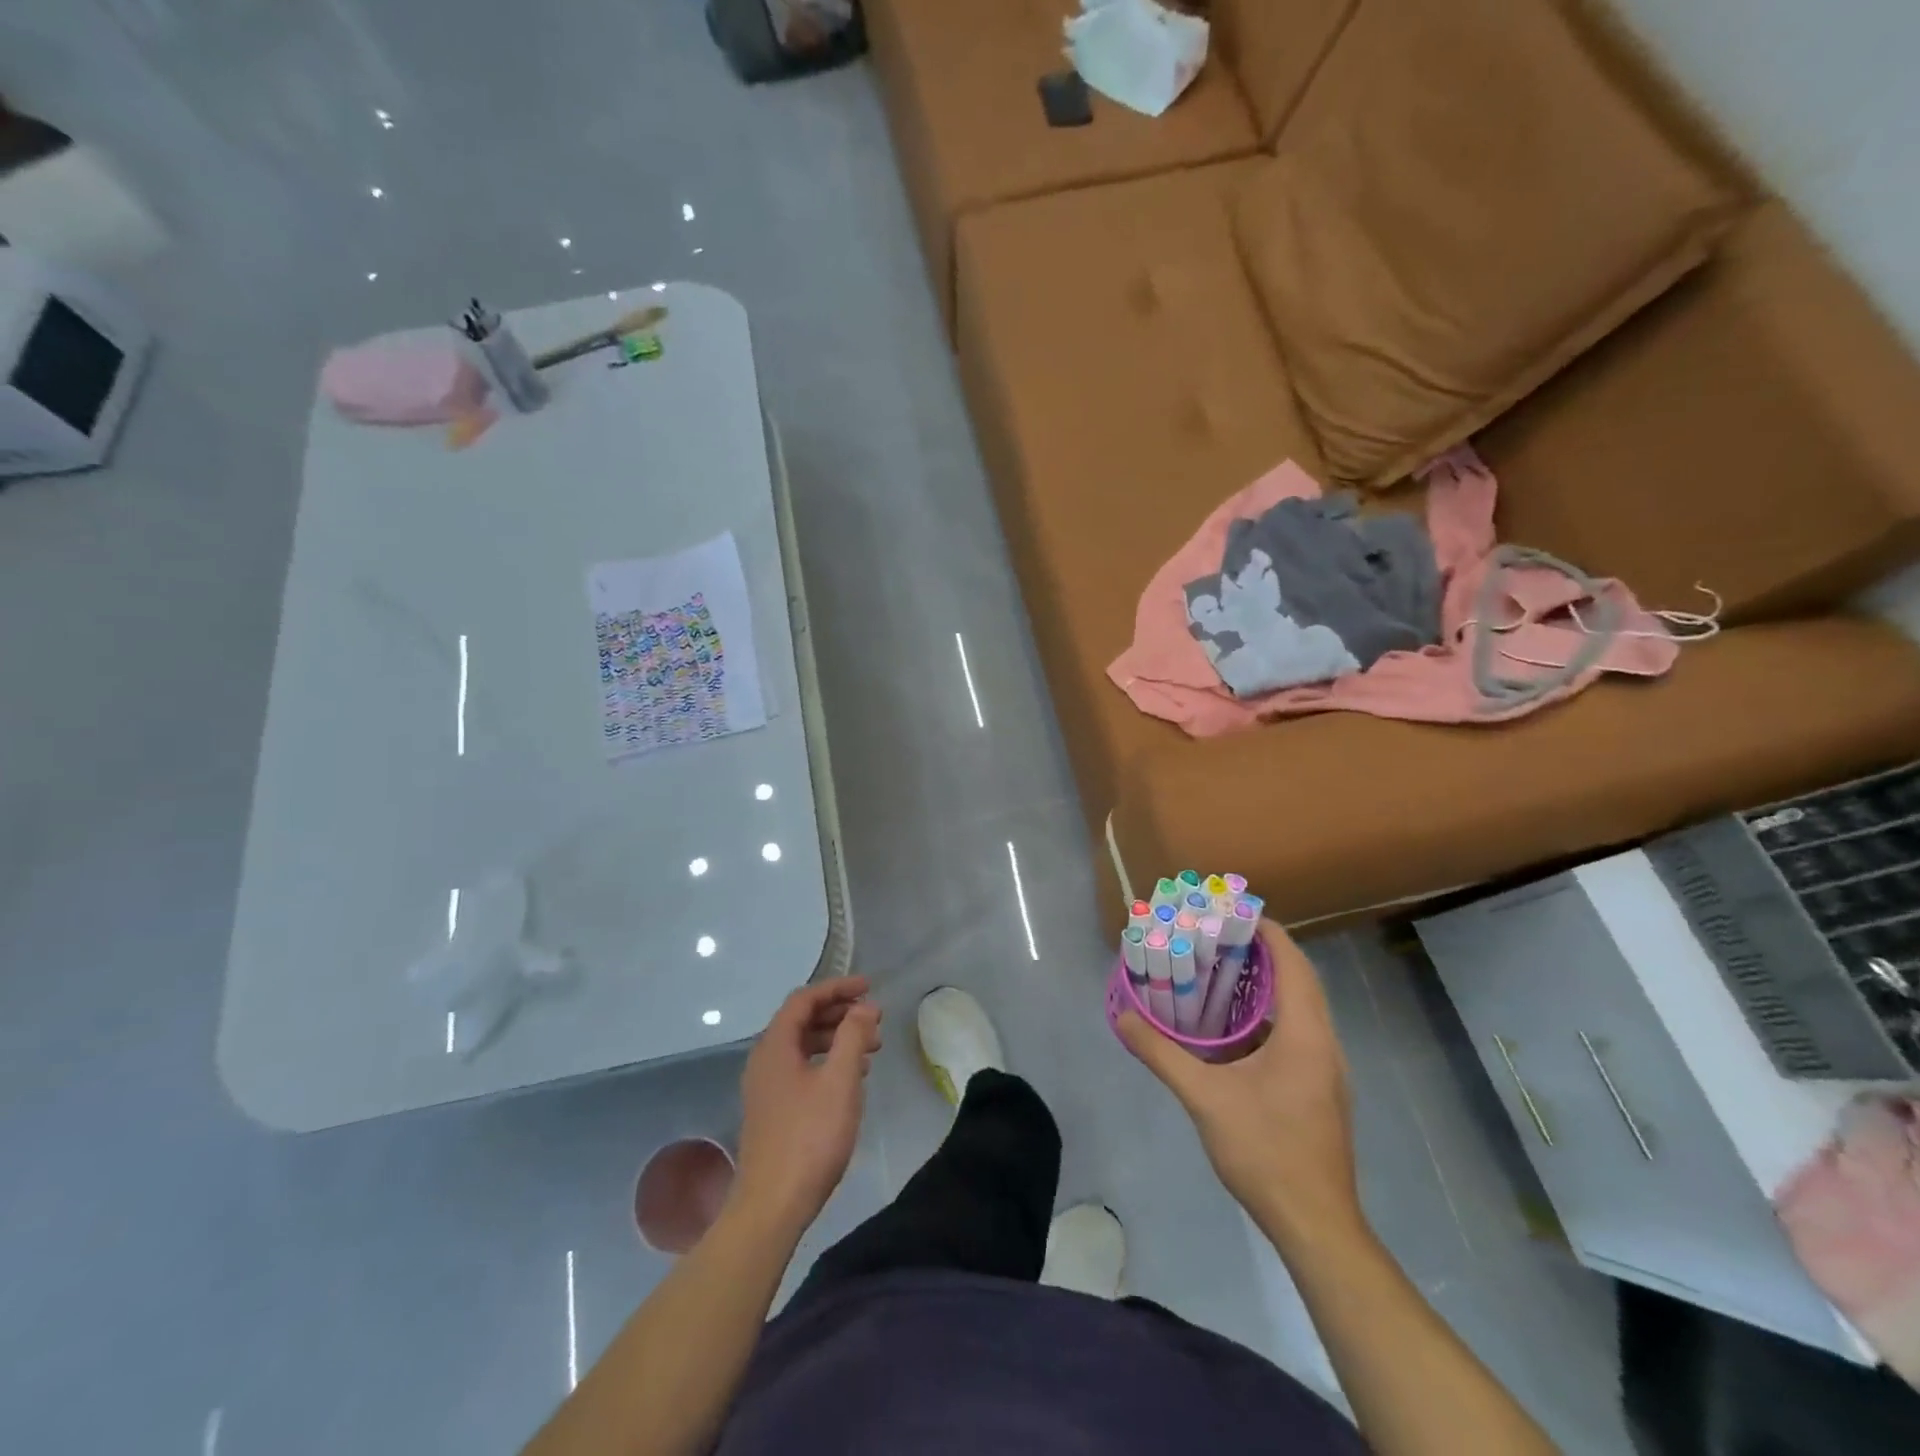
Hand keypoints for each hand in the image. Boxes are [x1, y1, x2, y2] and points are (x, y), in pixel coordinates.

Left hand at [733, 978, 881, 1233]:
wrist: (771, 1207)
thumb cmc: (809, 1138)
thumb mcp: (840, 1081)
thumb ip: (853, 1036)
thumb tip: (863, 1006)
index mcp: (775, 1046)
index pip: (804, 999)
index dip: (837, 987)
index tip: (869, 988)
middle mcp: (764, 1060)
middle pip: (802, 1020)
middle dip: (840, 1013)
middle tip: (874, 1019)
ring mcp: (765, 1087)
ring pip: (803, 1045)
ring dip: (836, 1038)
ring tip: (871, 1048)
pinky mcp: (772, 1110)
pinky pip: (800, 1068)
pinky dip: (827, 1062)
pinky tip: (851, 1078)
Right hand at [1119, 921, 1363, 1253]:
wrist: (1316, 1225)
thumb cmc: (1265, 1151)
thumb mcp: (1205, 1098)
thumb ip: (1162, 1054)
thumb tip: (1123, 1017)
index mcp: (1305, 1034)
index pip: (1293, 962)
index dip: (1267, 931)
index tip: (1231, 912)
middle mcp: (1324, 1043)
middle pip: (1300, 979)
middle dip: (1263, 952)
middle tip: (1218, 937)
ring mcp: (1327, 1068)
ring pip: (1300, 1008)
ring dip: (1267, 984)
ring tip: (1222, 971)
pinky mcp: (1321, 1089)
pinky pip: (1298, 1032)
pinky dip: (1269, 1015)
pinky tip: (1234, 1028)